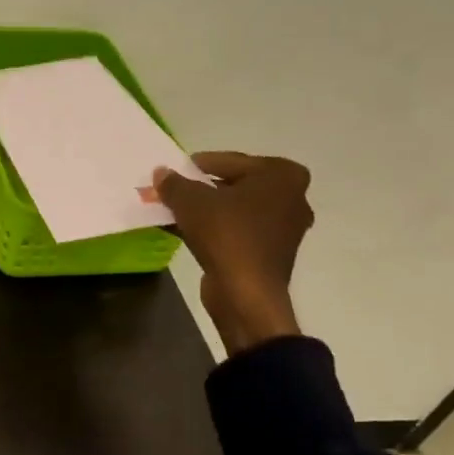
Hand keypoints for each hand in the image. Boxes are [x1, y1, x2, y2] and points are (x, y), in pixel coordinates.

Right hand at [155, 153, 314, 355]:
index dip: (197, 165)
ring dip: (205, 210)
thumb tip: (161, 173)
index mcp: (282, 175)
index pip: (230, 161)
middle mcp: (292, 198)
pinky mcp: (271, 253)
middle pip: (234, 185)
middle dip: (201, 188)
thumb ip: (174, 183)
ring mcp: (284, 228)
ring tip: (173, 211)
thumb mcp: (190, 201)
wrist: (245, 293)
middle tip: (173, 191)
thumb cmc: (226, 234)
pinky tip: (183, 231)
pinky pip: (238, 231)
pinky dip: (214, 229)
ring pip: (235, 209)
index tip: (174, 171)